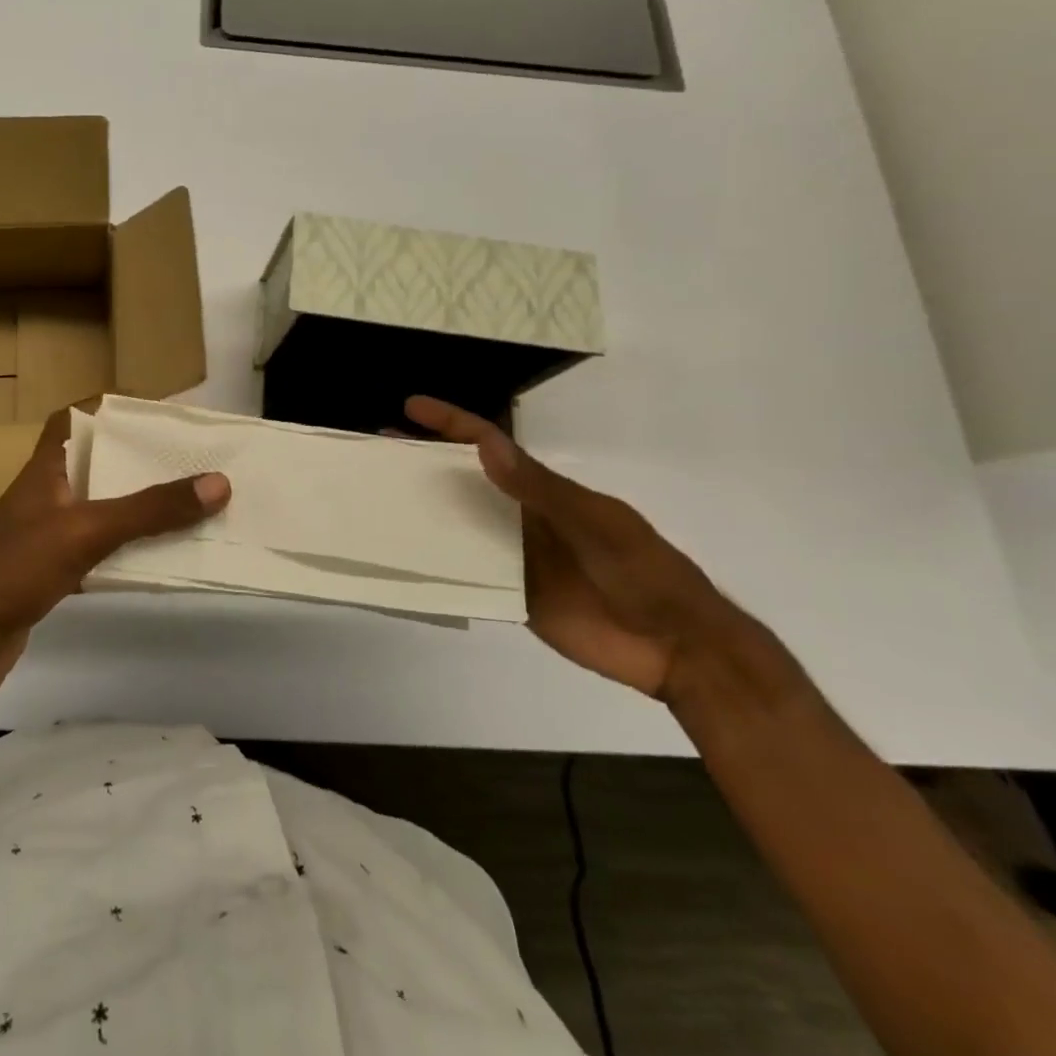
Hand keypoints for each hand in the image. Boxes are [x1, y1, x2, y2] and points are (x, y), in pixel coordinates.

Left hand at [0, 407, 230, 704]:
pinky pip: (97, 551)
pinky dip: (126, 550)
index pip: (71, 419)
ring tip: (187, 503)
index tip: (152, 410)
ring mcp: (45, 537)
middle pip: (95, 465)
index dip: (106, 406)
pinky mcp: (48, 575)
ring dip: (137, 507)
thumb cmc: (14, 570)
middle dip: (137, 460)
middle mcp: (45, 496)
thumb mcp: (87, 530)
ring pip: (99, 510)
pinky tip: (158, 557)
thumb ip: (150, 509)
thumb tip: (217, 482)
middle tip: (188, 459)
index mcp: (45, 470)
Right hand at [405, 395, 752, 700]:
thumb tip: (483, 443)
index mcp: (544, 490)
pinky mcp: (511, 594)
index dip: (451, 423)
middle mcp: (521, 516)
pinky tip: (405, 560)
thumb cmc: (643, 572)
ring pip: (459, 526)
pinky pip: (466, 573)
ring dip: (424, 513)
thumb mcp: (595, 523)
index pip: (489, 446)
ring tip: (378, 503)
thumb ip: (539, 488)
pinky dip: (437, 564)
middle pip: (465, 482)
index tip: (410, 408)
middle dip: (424, 464)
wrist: (678, 648)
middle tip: (376, 454)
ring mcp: (515, 556)